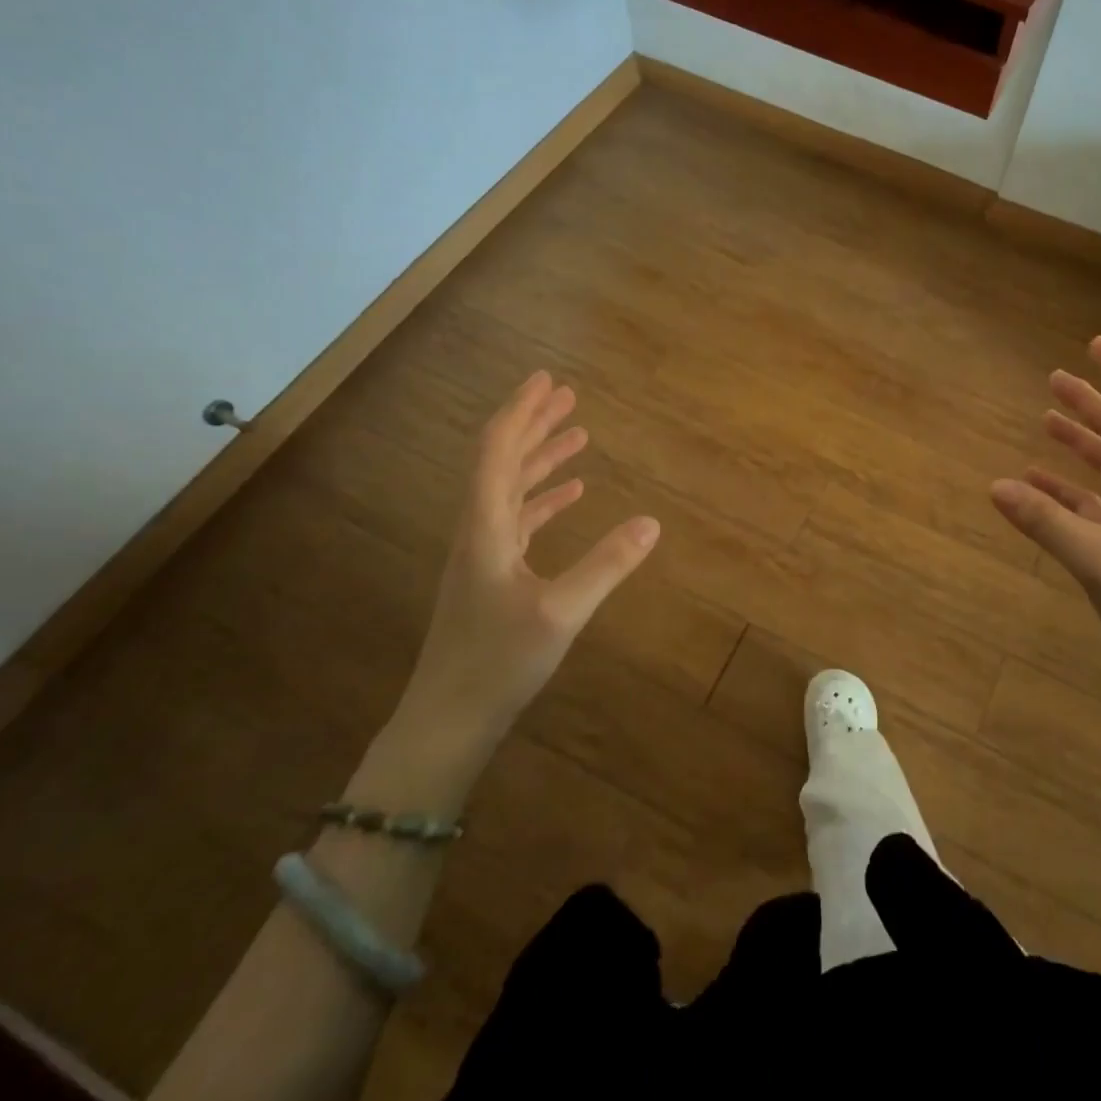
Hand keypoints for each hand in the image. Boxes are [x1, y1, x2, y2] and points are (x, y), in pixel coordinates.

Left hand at [392, 371, 659, 767]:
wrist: (447, 721)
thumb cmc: (497, 662)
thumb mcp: (561, 612)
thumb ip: (607, 565)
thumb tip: (653, 522)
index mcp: (486, 527)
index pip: (498, 451)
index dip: (521, 411)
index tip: (546, 379)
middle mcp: (479, 530)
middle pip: (502, 461)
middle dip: (533, 424)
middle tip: (566, 395)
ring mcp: (484, 554)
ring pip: (511, 489)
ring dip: (541, 458)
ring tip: (576, 434)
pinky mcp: (492, 576)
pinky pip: (519, 520)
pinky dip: (544, 499)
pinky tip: (572, 494)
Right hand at [991, 337, 1100, 692]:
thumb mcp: (1099, 560)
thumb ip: (1046, 522)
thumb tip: (995, 485)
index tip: (1094, 345)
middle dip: (1091, 403)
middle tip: (1053, 379)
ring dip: (1079, 441)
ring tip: (1043, 421)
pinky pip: (1091, 504)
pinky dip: (1065, 489)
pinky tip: (1035, 486)